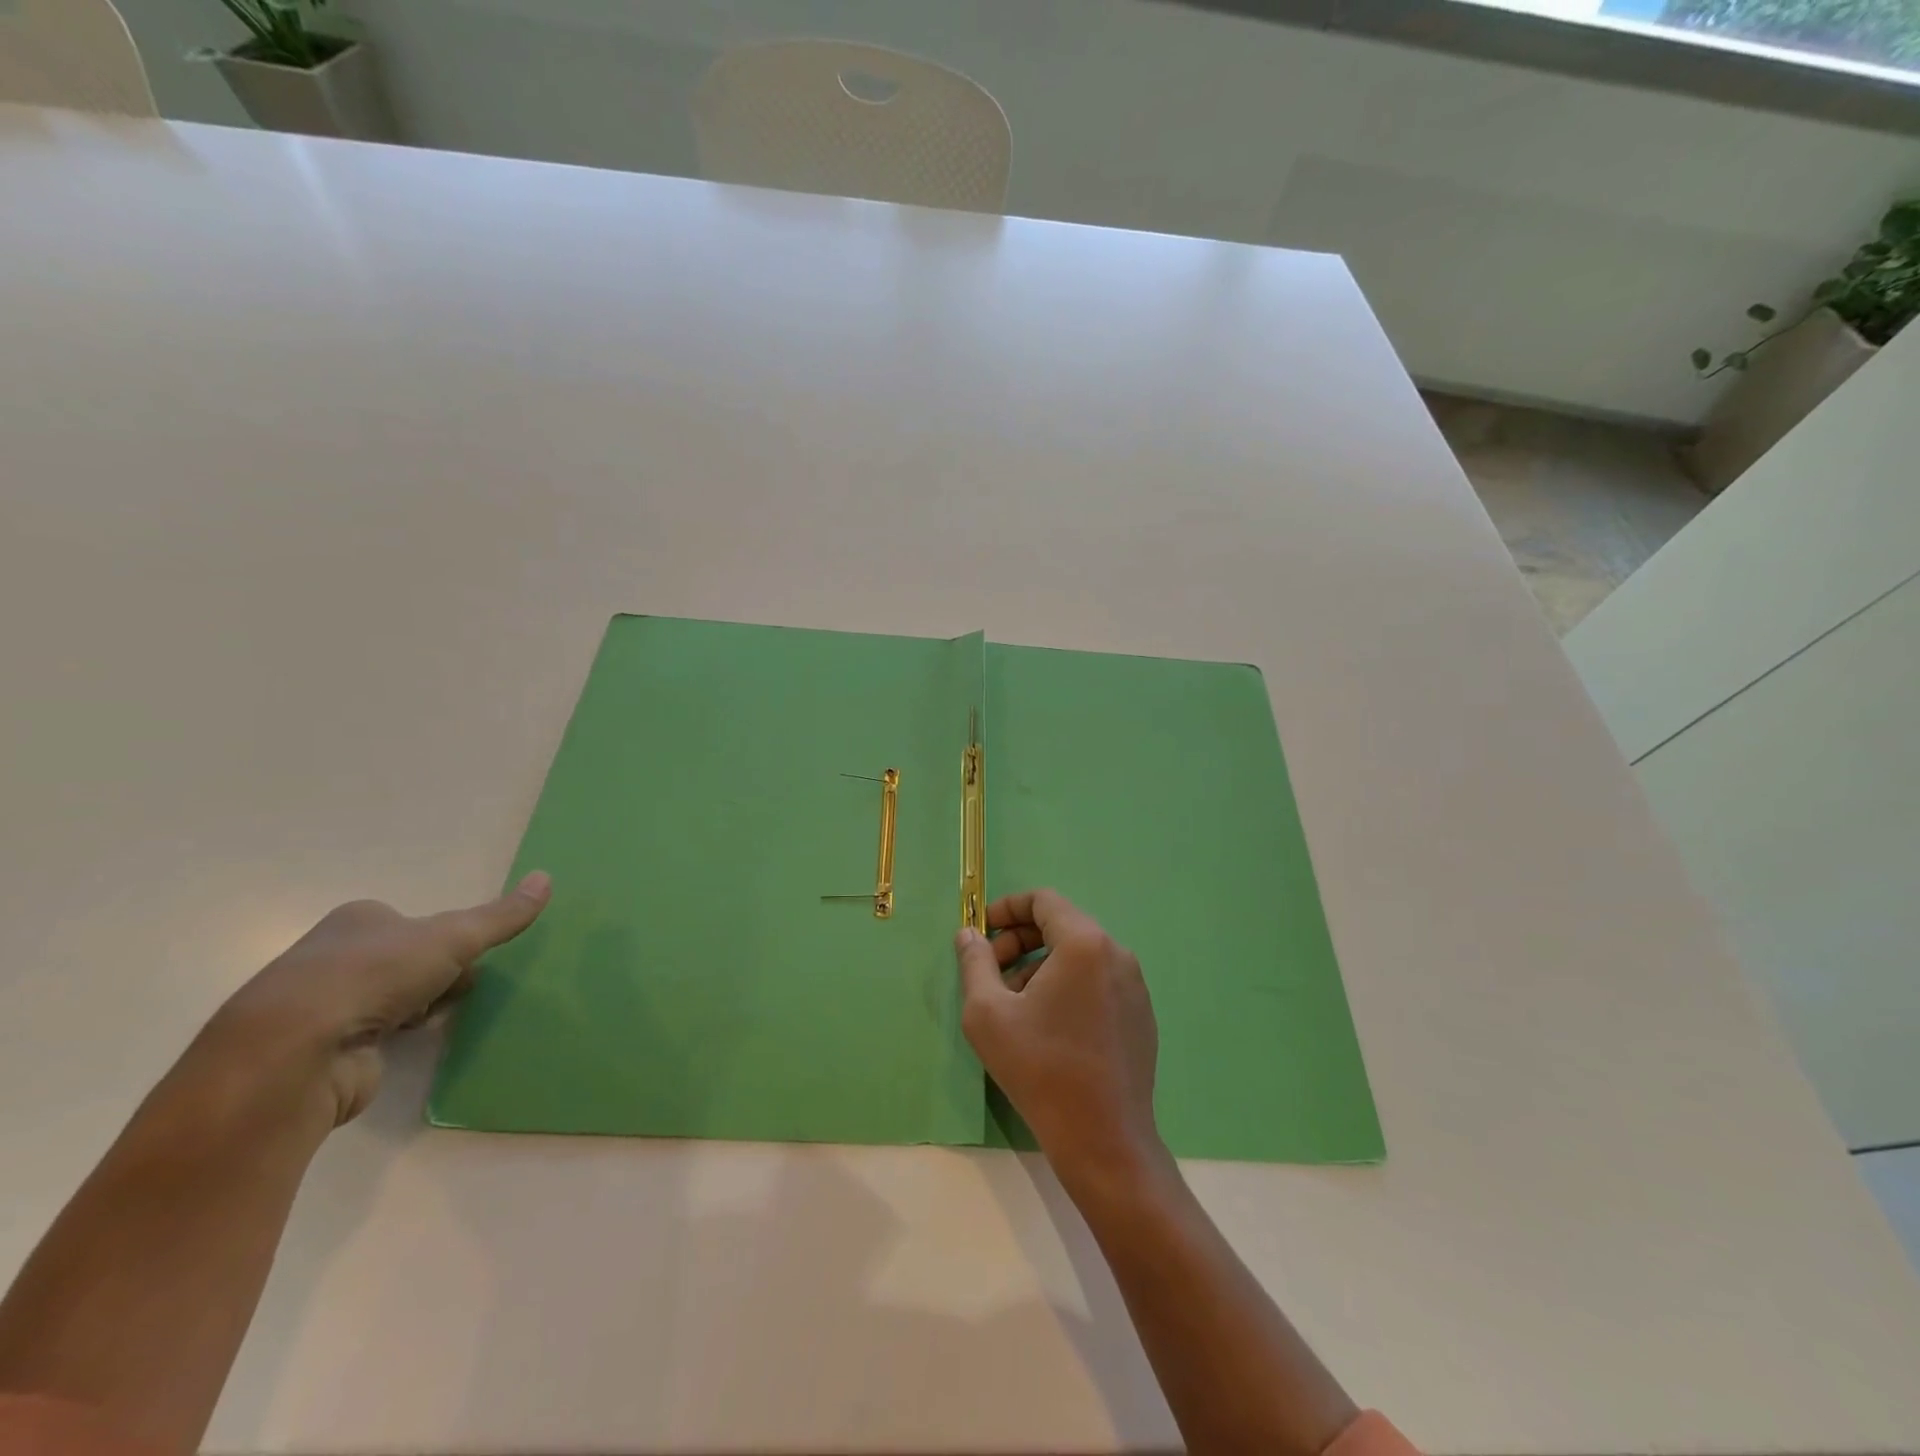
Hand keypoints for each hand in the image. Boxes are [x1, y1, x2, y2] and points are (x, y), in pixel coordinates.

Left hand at [212, 871, 551, 1125]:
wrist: (294, 1053)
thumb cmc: (374, 975)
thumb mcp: (454, 937)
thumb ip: (501, 915)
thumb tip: (546, 878)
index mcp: (358, 920)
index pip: (415, 923)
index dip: (447, 940)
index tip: (463, 957)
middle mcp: (332, 955)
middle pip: (406, 960)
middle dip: (435, 975)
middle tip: (455, 988)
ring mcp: (321, 1004)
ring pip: (390, 999)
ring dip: (416, 1007)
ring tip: (432, 1020)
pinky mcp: (319, 1050)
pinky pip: (372, 1036)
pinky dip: (393, 1039)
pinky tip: (404, 1045)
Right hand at [955, 889, 1164, 1185]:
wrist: (1104, 1139)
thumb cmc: (1040, 1068)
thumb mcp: (988, 1013)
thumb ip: (975, 962)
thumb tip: (969, 934)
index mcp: (1084, 943)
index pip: (1043, 900)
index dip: (1007, 908)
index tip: (982, 932)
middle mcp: (1116, 953)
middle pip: (1062, 925)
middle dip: (1020, 941)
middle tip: (991, 972)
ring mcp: (1134, 985)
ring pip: (1079, 955)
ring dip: (1041, 966)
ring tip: (1014, 1004)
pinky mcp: (1141, 1014)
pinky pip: (1098, 981)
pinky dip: (1067, 985)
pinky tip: (1047, 1025)